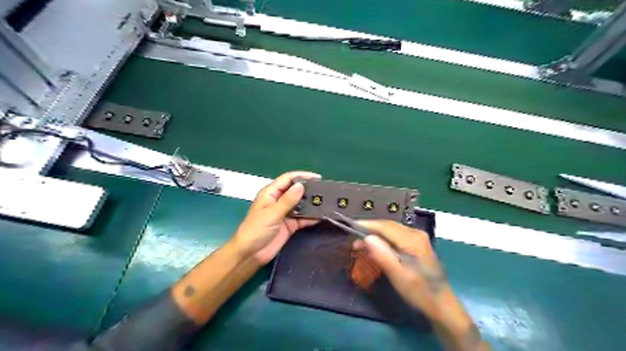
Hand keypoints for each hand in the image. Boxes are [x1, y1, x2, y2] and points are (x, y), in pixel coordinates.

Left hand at [232, 171, 319, 264]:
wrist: (251, 254)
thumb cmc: (256, 230)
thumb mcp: (272, 213)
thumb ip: (288, 200)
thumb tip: (301, 185)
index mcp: (271, 193)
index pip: (288, 179)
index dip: (302, 176)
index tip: (317, 177)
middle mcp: (279, 201)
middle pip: (296, 191)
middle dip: (309, 190)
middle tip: (325, 191)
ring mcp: (285, 213)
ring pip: (301, 204)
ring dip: (311, 204)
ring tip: (327, 202)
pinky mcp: (290, 225)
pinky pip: (302, 218)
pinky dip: (310, 217)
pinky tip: (320, 216)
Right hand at [352, 221, 449, 320]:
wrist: (441, 304)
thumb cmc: (419, 291)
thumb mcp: (398, 275)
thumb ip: (383, 254)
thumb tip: (367, 237)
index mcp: (412, 239)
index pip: (385, 226)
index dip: (367, 225)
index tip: (350, 226)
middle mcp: (416, 234)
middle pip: (388, 226)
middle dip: (370, 231)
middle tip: (354, 241)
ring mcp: (418, 238)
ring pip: (391, 230)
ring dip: (376, 235)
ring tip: (362, 245)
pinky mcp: (417, 244)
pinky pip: (396, 236)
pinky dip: (384, 239)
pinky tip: (377, 247)